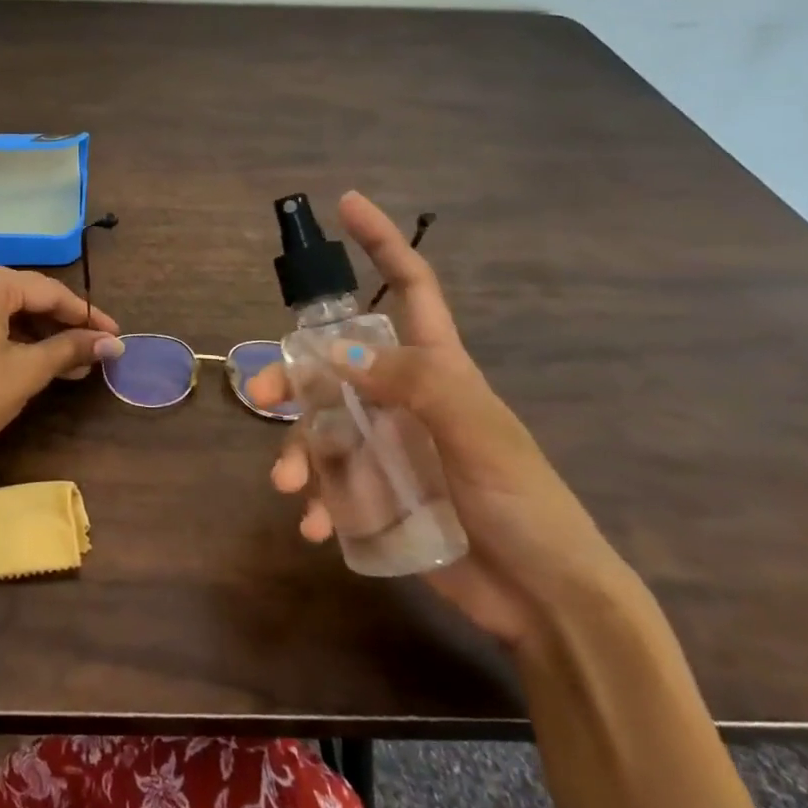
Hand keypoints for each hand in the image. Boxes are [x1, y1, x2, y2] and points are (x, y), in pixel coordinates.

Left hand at [0, 260, 122, 471]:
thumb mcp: (25, 371)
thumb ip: (70, 349)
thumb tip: (113, 343)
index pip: (51, 291)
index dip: (88, 316)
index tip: (117, 337)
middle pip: (30, 297)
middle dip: (66, 326)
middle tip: (98, 352)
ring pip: (11, 311)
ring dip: (43, 336)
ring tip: (75, 365)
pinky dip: (17, 339)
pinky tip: (40, 362)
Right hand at [246, 191, 632, 651]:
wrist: (546, 602)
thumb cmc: (524, 503)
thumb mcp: (478, 432)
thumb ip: (415, 384)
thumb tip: (337, 355)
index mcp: (437, 367)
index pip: (409, 288)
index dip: (381, 243)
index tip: (348, 204)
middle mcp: (405, 398)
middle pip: (335, 365)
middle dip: (294, 374)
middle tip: (261, 393)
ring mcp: (389, 447)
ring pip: (322, 427)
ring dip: (298, 450)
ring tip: (289, 485)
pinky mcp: (379, 495)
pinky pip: (332, 484)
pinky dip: (317, 501)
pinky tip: (316, 525)